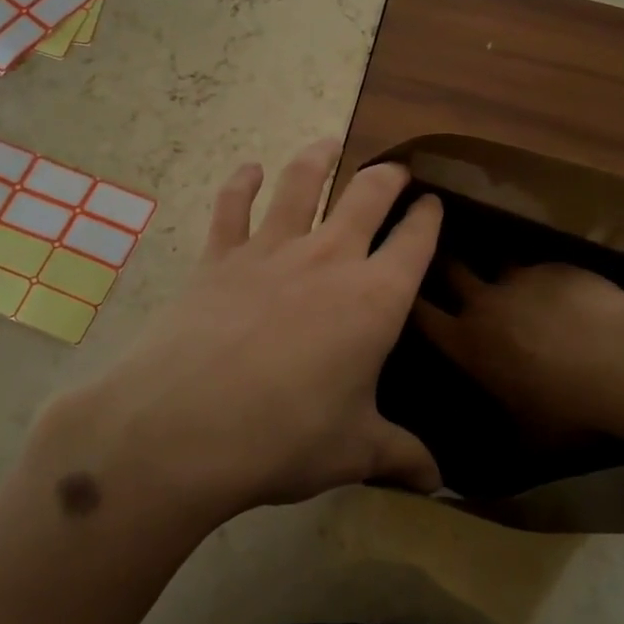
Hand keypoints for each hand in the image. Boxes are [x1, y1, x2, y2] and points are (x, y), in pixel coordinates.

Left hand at [30, 139, 443, 524]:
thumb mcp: (353, 451)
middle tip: (396, 170)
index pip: (416, 240)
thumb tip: (440, 482)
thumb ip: (400, 456)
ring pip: (301, 183)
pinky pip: (232, 207)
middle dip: (387, 177)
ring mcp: (271, 251)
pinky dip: (241, 183)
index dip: (430, 216)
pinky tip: (248, 169)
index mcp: (375, 297)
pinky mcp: (219, 257)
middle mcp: (329, 258)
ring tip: (328, 142)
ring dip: (318, 158)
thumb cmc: (284, 437)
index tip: (435, 202)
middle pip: (367, 195)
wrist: (183, 429)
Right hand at [414, 262, 623, 436]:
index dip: (409, 302)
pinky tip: (563, 293)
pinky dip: (543, 278)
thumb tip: (474, 471)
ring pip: (497, 265)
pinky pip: (539, 268)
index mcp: (468, 344)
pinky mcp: (555, 267)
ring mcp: (521, 279)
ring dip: (499, 274)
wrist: (621, 360)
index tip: (404, 293)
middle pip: (450, 269)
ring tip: (514, 285)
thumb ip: (498, 440)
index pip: (421, 314)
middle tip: (442, 262)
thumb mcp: (528, 440)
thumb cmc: (568, 407)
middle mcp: (485, 303)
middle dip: (442, 264)